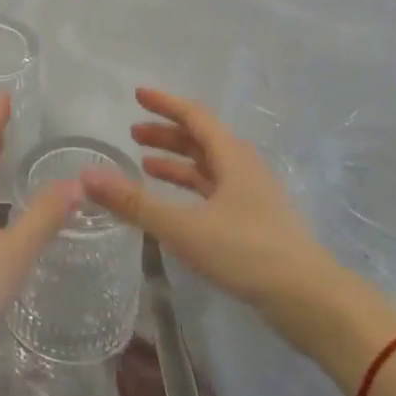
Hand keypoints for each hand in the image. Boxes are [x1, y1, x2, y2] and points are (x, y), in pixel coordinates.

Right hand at [80, 87, 393, 356]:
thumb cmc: (247, 252)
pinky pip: (214, 191)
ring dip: (177, 161)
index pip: (194, 116)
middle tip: (133, 133)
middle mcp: (243, 168)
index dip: (165, 103)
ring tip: (145, 164)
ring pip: (208, 166)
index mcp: (232, 157)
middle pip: (201, 139)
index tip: (138, 95)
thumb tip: (86, 176)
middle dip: (166, 133)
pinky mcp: (254, 222)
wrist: (309, 300)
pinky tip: (174, 204)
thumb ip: (134, 203)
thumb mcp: (183, 227)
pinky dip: (189, 188)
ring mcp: (252, 196)